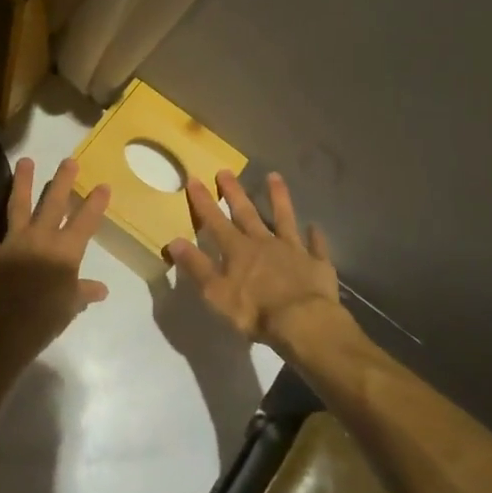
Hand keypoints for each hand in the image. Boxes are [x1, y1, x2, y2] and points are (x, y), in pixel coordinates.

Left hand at [0, 157, 110, 345]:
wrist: (8, 326)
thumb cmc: (47, 316)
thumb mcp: (71, 305)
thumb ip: (84, 292)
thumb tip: (101, 290)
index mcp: (65, 251)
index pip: (86, 222)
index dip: (95, 204)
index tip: (103, 185)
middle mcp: (40, 238)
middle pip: (54, 204)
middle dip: (62, 181)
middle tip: (68, 160)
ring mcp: (13, 243)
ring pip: (17, 206)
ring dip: (21, 183)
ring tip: (24, 160)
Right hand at [166, 169, 341, 349]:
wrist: (303, 322)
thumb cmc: (255, 311)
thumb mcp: (216, 293)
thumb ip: (196, 266)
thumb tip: (174, 241)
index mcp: (238, 250)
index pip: (215, 221)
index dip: (203, 201)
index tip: (194, 179)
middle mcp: (264, 243)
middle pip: (247, 213)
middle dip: (234, 192)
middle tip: (225, 170)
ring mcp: (293, 250)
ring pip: (284, 218)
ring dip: (279, 198)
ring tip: (274, 176)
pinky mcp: (317, 264)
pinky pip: (316, 246)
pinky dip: (315, 236)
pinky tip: (315, 227)